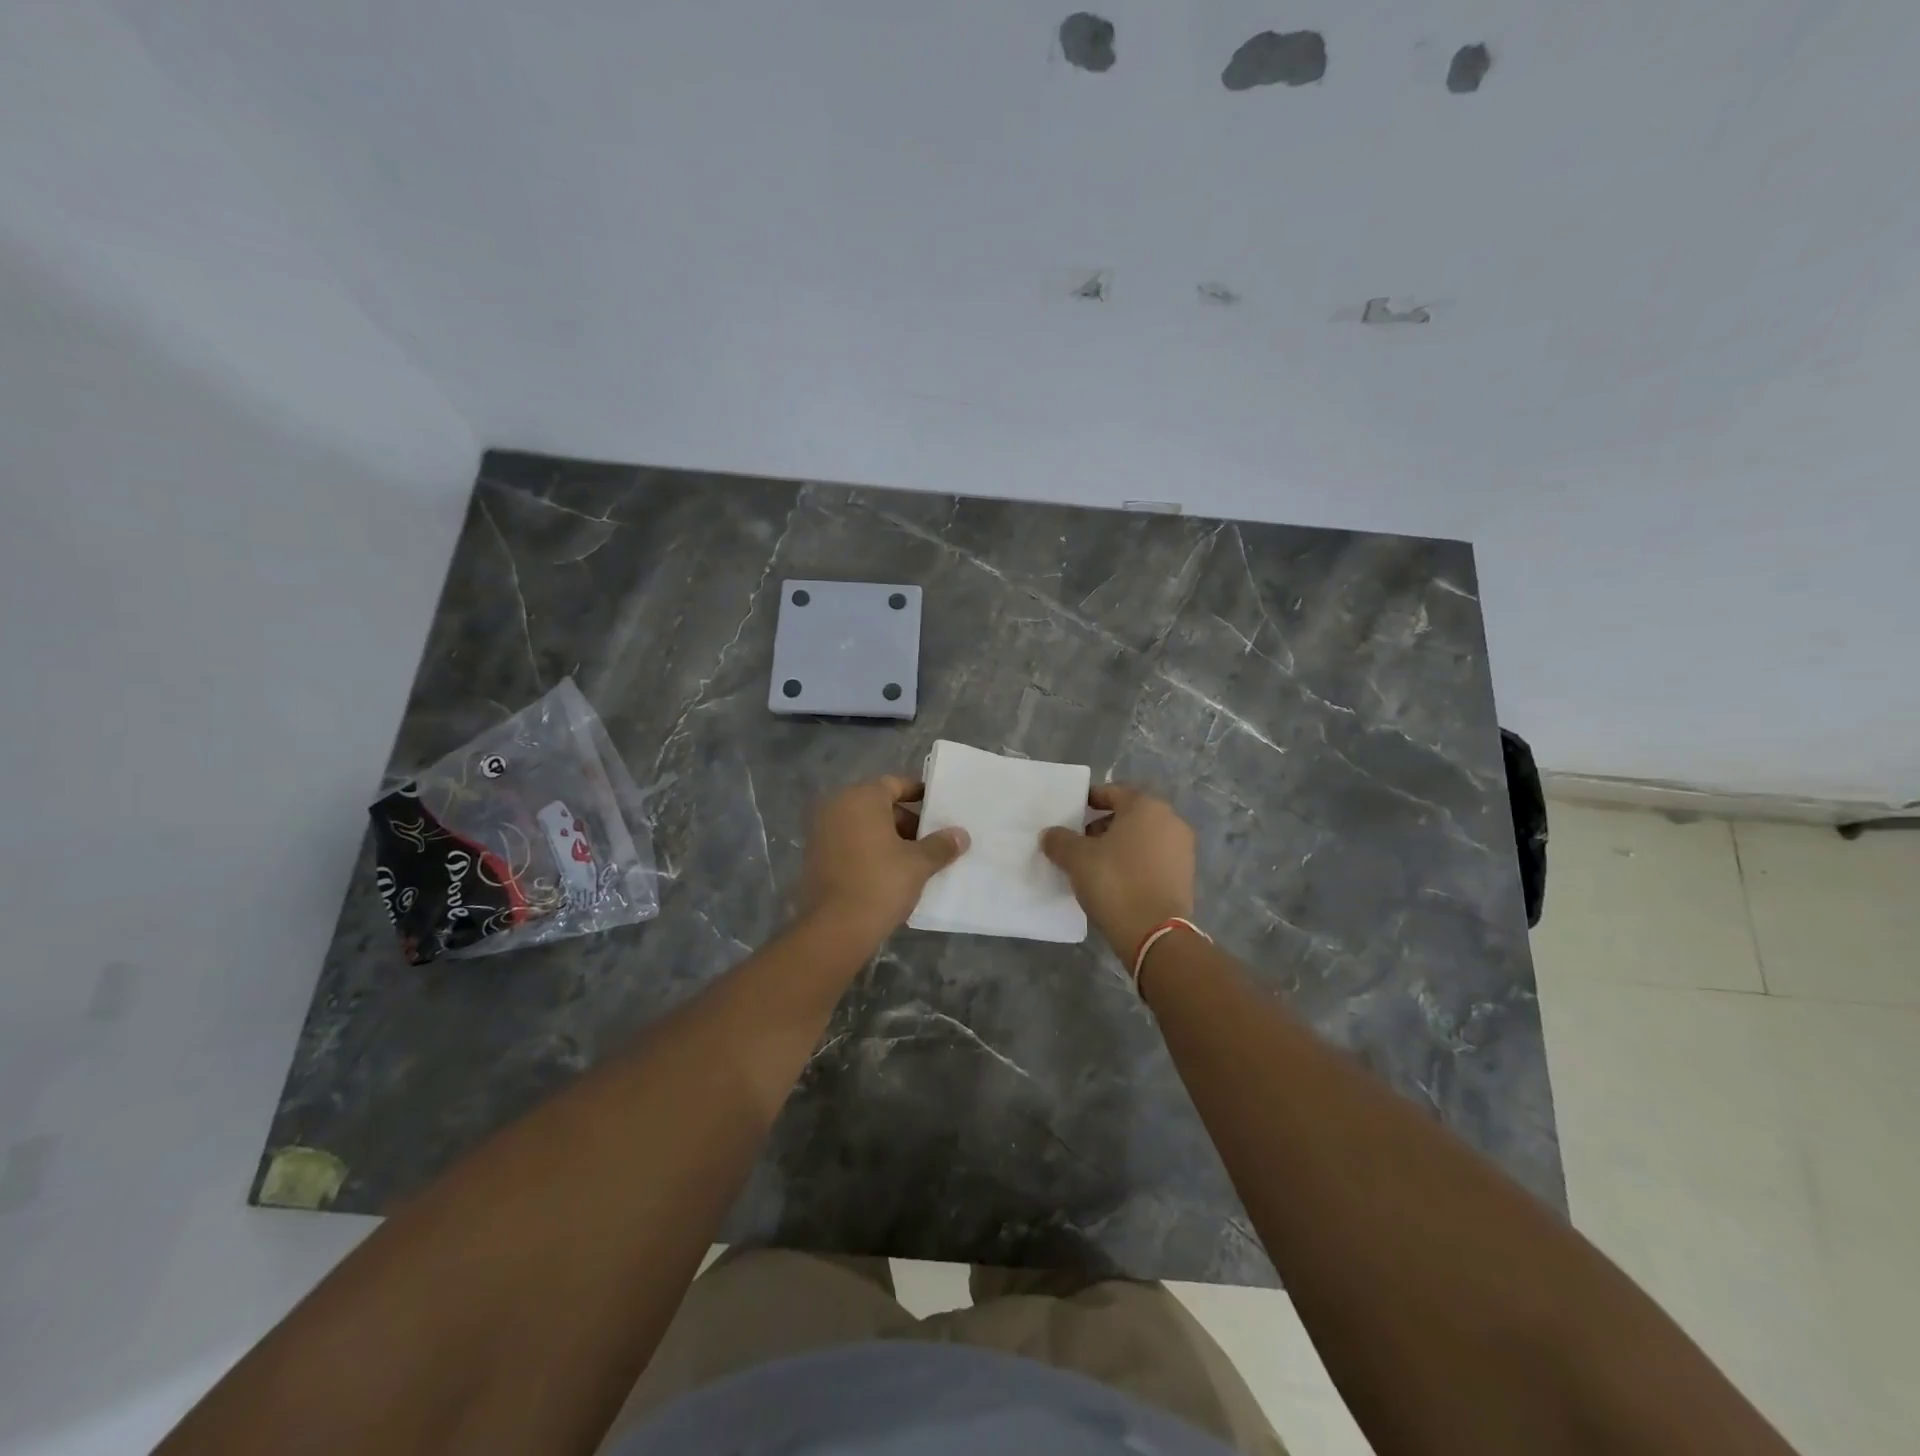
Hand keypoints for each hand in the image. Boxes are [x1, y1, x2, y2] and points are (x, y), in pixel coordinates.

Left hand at [800, 775, 969, 944]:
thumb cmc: (880, 883)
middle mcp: (837, 807)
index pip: (894, 784)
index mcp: (861, 798)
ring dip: (888, 838)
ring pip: (864, 826)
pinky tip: (890, 873)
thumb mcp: (918, 864)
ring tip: (915, 860)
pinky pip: (849, 844)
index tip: (938, 808)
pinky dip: (869, 851)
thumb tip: (961, 835)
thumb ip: (941, 845)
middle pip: (879, 806)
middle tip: (931, 840)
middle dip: (906, 821)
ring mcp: (822, 832)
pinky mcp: (815, 857)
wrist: (835, 928)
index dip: (918, 794)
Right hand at [1041, 784, 1194, 959]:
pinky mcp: (1185, 876)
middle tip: (1080, 842)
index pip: (1112, 792)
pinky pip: (1153, 859)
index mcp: (1146, 806)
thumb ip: (1060, 840)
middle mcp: (1170, 821)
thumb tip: (1050, 834)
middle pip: (1129, 815)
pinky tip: (1115, 881)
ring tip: (1094, 864)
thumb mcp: (1077, 858)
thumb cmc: (1114, 882)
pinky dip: (1135, 863)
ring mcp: (1182, 849)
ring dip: (1119, 846)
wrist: (1154, 933)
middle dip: (1103, 826)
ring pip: (1143, 838)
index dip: (1089, 801)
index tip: (1071, 814)